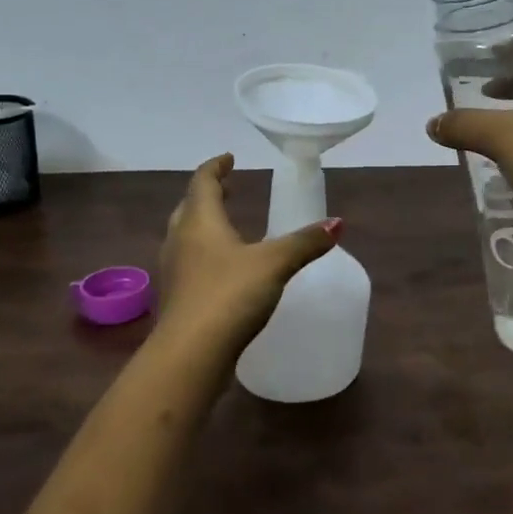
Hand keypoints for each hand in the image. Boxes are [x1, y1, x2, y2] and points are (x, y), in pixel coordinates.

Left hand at [157, 153, 341, 354]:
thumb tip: (337, 223)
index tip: (229, 158)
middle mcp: (180, 240)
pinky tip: (222, 268)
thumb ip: (305, 243)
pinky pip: (189, 263)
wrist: (190, 355)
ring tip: (226, 225)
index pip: (203, 182)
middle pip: (189, 207)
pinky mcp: (177, 299)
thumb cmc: (229, 295)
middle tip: (227, 188)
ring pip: (185, 236)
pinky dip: (204, 253)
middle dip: (208, 195)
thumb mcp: (274, 264)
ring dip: (202, 224)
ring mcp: (175, 271)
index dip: (216, 167)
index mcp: (200, 222)